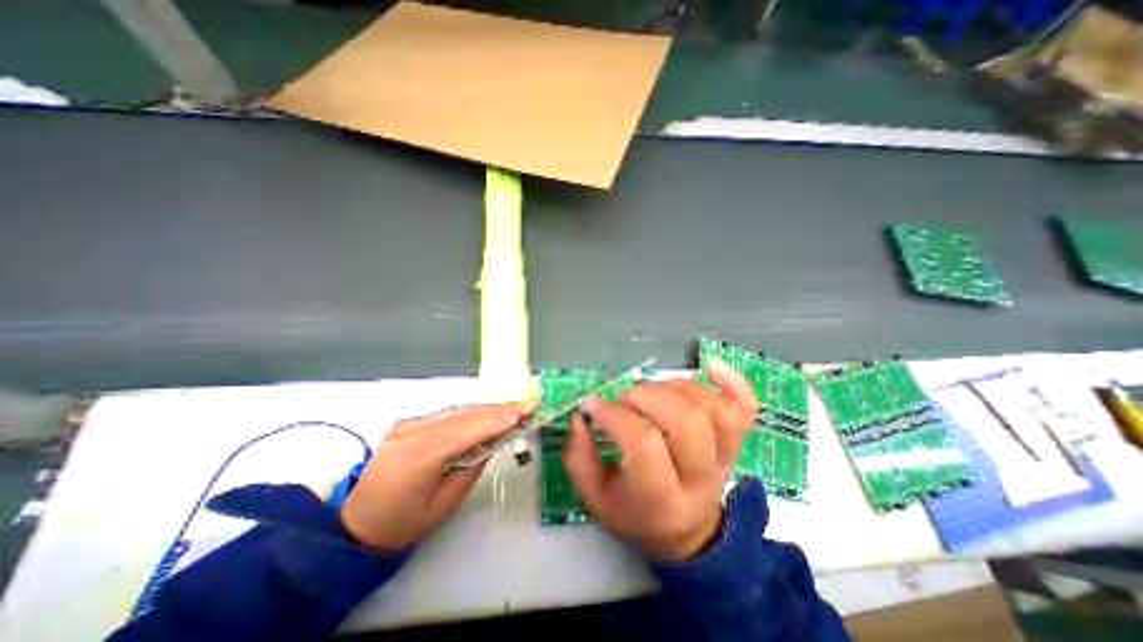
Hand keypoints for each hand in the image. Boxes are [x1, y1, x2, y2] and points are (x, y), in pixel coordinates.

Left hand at [341, 404, 533, 547]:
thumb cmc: (402, 525)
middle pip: (464, 414)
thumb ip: (472, 466)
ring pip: (457, 410)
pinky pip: (447, 414)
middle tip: (527, 407)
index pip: (467, 428)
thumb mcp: (444, 504)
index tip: (526, 410)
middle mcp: (412, 430)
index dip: (499, 418)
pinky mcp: (408, 423)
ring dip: (487, 410)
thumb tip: (493, 441)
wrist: (354, 525)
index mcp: (419, 454)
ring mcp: (408, 423)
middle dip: (498, 410)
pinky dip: (470, 414)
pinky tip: (486, 416)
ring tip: (513, 410)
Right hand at [564, 359, 755, 563]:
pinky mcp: (736, 442)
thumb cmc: (635, 515)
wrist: (686, 534)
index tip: (593, 405)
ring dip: (676, 388)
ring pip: (714, 410)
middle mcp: (701, 479)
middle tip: (623, 398)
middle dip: (646, 398)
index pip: (644, 446)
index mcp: (662, 502)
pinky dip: (733, 381)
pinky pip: (746, 408)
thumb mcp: (596, 499)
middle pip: (686, 423)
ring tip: (651, 391)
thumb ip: (579, 458)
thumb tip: (582, 415)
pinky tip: (710, 363)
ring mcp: (725, 458)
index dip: (615, 416)